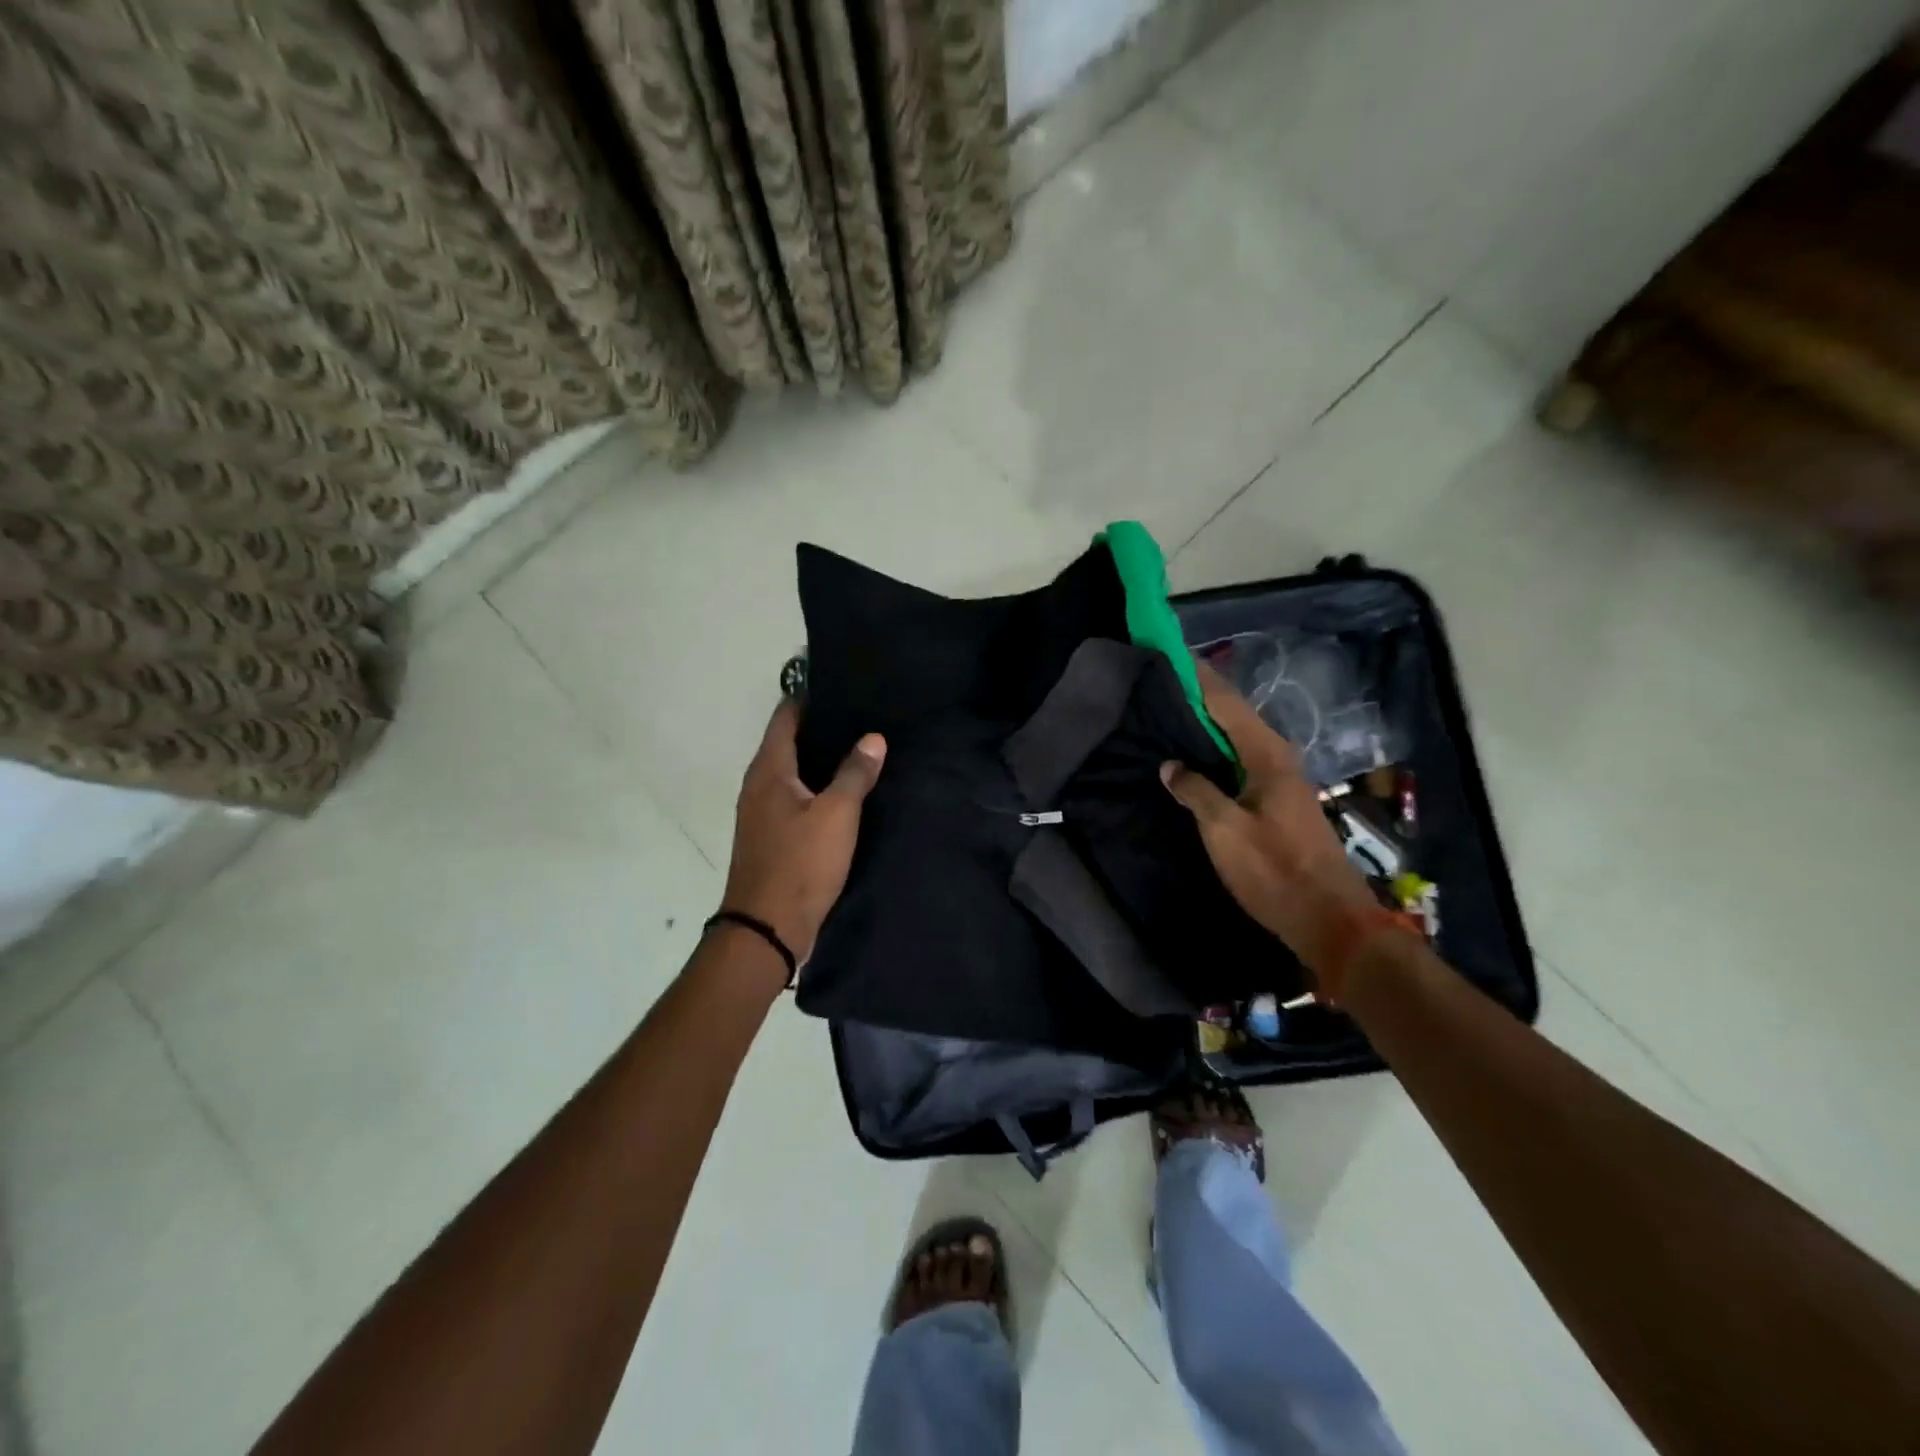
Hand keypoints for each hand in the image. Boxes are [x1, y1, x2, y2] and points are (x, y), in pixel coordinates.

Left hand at [721, 701, 885, 966]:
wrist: (767, 928)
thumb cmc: (800, 863)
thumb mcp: (837, 814)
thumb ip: (855, 773)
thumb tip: (873, 737)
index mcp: (769, 770)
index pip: (785, 716)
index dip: (808, 696)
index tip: (841, 683)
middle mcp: (758, 784)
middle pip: (788, 741)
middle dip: (820, 726)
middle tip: (861, 714)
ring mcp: (761, 812)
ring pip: (792, 771)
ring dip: (819, 758)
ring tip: (859, 747)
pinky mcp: (770, 835)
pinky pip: (794, 796)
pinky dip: (816, 785)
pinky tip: (843, 791)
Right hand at [1161, 664, 1376, 996]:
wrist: (1329, 919)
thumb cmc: (1274, 870)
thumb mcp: (1224, 830)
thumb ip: (1196, 791)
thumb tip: (1171, 765)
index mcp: (1266, 755)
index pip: (1226, 703)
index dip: (1199, 678)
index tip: (1171, 654)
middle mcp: (1277, 759)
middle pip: (1233, 716)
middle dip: (1200, 697)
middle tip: (1160, 684)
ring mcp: (1280, 781)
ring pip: (1237, 740)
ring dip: (1206, 726)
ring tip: (1169, 715)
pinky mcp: (1277, 802)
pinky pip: (1239, 762)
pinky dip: (1215, 752)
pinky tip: (1194, 759)